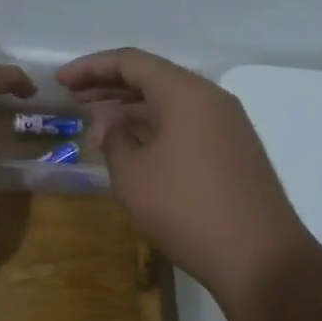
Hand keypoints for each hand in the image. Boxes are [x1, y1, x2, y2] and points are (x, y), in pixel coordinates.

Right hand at [57, 48, 311, 303]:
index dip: (91, 68)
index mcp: (185, 92)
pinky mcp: (235, 149)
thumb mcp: (134, 175)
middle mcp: (211, 98)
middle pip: (153, 76)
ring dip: (132, 105)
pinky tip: (134, 142)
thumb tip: (109, 121)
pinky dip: (155, 123)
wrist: (261, 259)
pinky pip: (187, 121)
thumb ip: (114, 138)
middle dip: (109, 84)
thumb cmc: (187, 210)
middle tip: (73, 96)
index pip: (131, 61)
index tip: (60, 81)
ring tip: (98, 119)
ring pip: (171, 100)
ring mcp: (228, 124)